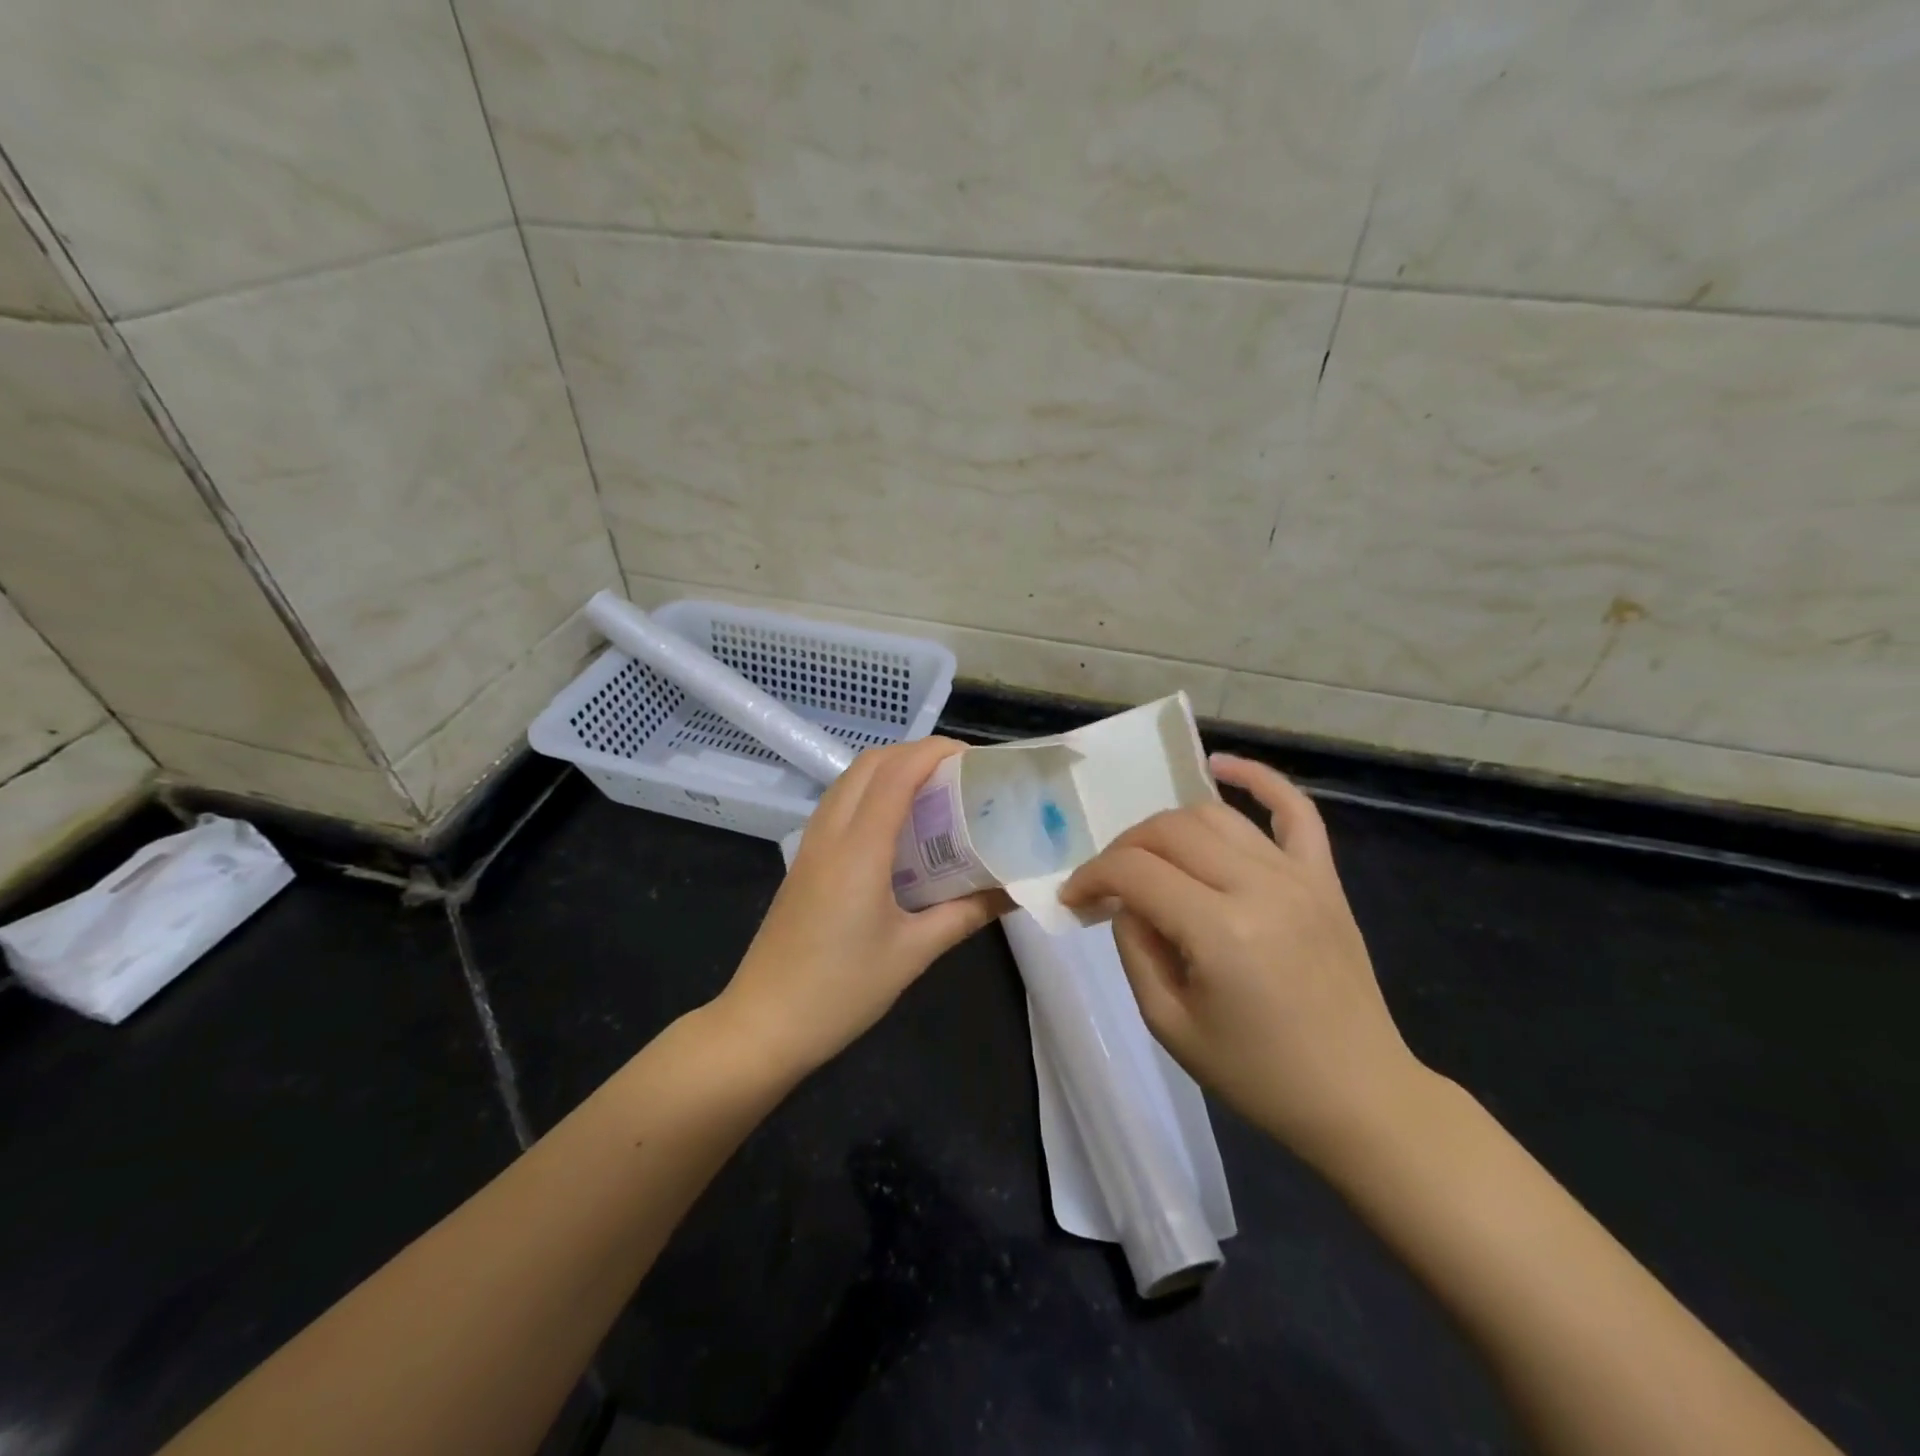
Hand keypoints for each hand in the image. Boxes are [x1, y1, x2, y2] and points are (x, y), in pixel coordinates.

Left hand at [714, 736, 1005, 1078]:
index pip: (897, 773)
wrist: (762, 1025)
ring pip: (849, 780)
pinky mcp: (803, 862)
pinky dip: (870, 793)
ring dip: (890, 770)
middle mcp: (830, 834)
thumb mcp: (914, 953)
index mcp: (859, 849)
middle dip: (915, 753)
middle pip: (870, 763)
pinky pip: (838, 805)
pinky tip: (897, 827)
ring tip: (933, 792)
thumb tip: (1012, 891)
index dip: (935, 752)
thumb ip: (965, 914)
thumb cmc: (841, 991)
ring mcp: (810, 846)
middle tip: (958, 774)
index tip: (974, 760)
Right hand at [1061, 753, 1427, 1166]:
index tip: (1073, 898)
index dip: (1091, 876)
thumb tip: (1125, 902)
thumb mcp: (1170, 1024)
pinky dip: (1257, 778)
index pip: (1134, 871)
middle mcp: (1259, 886)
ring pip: (1213, 816)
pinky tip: (1220, 765)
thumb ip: (1135, 948)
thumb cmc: (1259, 1075)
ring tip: (1149, 857)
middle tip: (1106, 884)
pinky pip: (1293, 810)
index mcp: (1220, 930)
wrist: (1359, 1097)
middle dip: (1123, 849)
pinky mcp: (1324, 878)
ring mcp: (1299, 875)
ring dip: (1166, 827)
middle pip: (1168, 831)